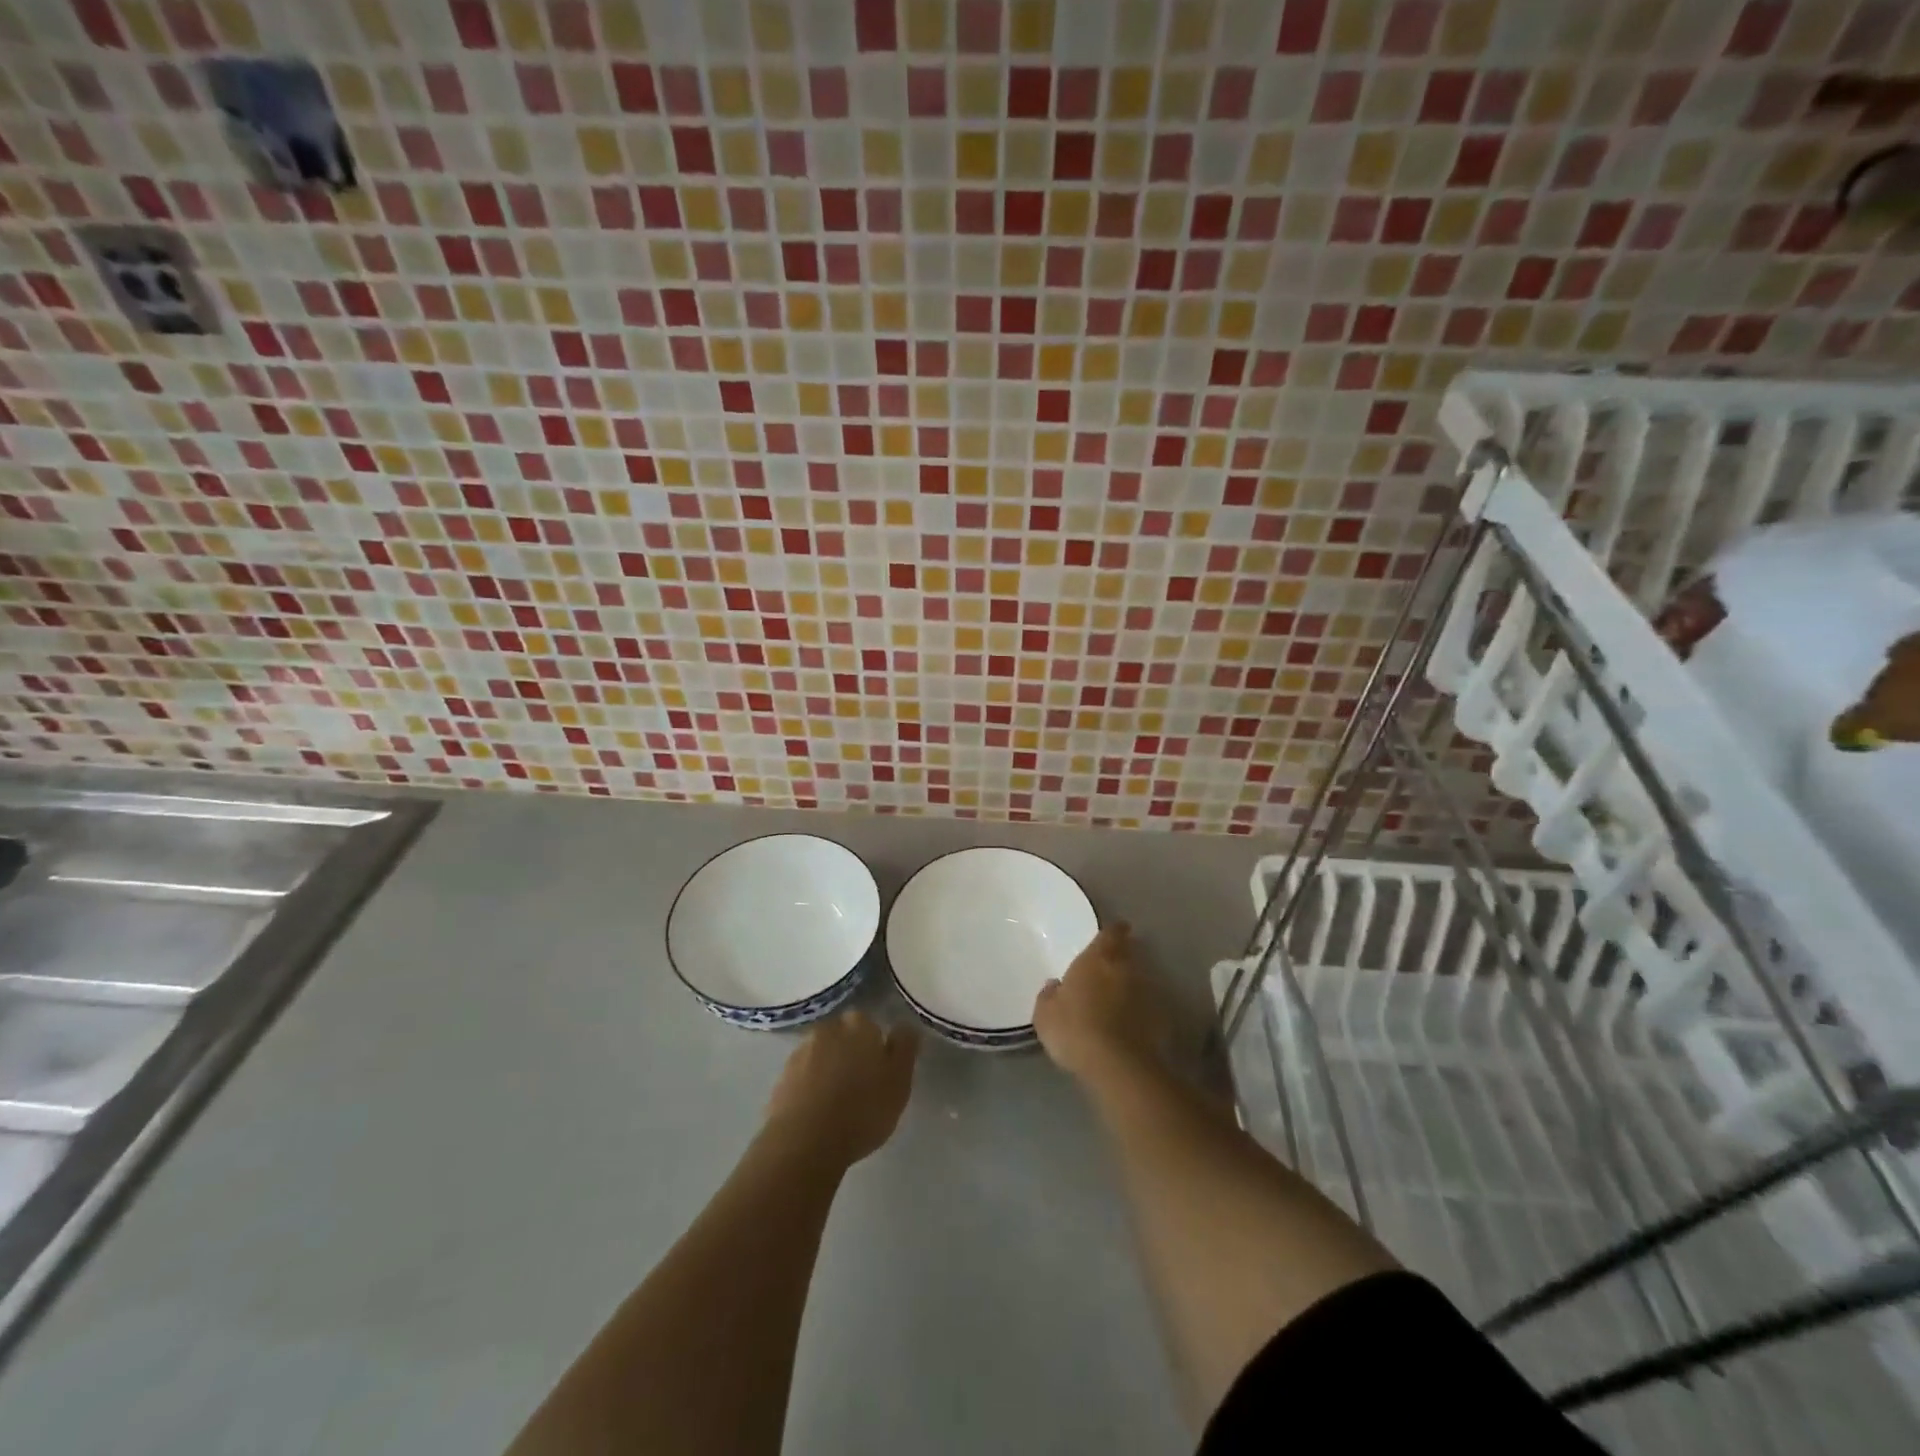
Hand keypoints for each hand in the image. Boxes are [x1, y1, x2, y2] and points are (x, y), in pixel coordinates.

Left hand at [764, 1010, 918, 1166]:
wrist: (805, 1142)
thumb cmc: (862, 1110)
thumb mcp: (899, 1081)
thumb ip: (905, 1048)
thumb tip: (905, 1026)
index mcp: (858, 1025)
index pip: (871, 1026)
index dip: (876, 1048)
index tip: (880, 1073)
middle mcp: (827, 1029)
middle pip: (844, 1038)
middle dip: (850, 1055)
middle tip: (860, 1088)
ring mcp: (800, 1052)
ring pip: (822, 1056)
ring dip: (829, 1071)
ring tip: (838, 1104)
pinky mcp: (781, 1078)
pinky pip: (803, 1078)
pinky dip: (810, 1089)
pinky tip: (817, 1113)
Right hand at [1033, 923, 1162, 1081]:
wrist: (1118, 1066)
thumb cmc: (1075, 1030)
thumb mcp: (1045, 1015)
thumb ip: (1049, 996)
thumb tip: (1054, 986)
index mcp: (1098, 958)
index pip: (1111, 933)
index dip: (1113, 932)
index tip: (1113, 933)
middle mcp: (1126, 968)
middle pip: (1128, 954)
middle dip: (1122, 958)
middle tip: (1110, 968)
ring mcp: (1148, 994)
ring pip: (1140, 981)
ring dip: (1131, 987)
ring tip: (1118, 1001)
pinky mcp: (1161, 1020)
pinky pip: (1148, 1009)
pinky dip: (1140, 1013)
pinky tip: (1129, 1027)